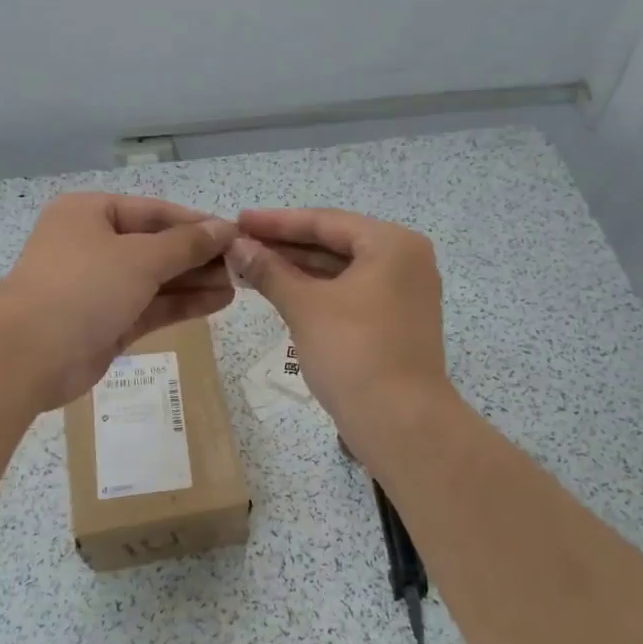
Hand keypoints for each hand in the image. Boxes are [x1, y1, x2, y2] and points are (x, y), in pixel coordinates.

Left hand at [0, 193, 237, 408]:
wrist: (29, 355)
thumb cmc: (84, 287)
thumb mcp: (140, 257)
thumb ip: (186, 244)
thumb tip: (224, 228)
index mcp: (89, 213)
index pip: (153, 211)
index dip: (196, 223)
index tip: (235, 234)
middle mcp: (91, 245)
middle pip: (155, 246)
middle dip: (198, 256)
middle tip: (242, 264)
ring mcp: (97, 287)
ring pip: (155, 279)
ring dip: (194, 281)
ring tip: (239, 285)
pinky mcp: (105, 323)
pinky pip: (149, 307)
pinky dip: (181, 305)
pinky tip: (218, 302)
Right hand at [225, 209, 453, 449]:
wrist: (400, 422)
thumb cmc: (353, 352)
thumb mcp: (305, 306)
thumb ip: (270, 271)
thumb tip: (237, 247)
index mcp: (392, 244)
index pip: (325, 222)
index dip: (277, 222)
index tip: (238, 221)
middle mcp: (405, 260)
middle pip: (335, 243)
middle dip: (286, 246)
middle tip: (240, 245)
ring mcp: (404, 293)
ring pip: (342, 270)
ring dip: (298, 269)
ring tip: (252, 267)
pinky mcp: (397, 322)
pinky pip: (351, 293)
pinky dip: (318, 291)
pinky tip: (282, 292)